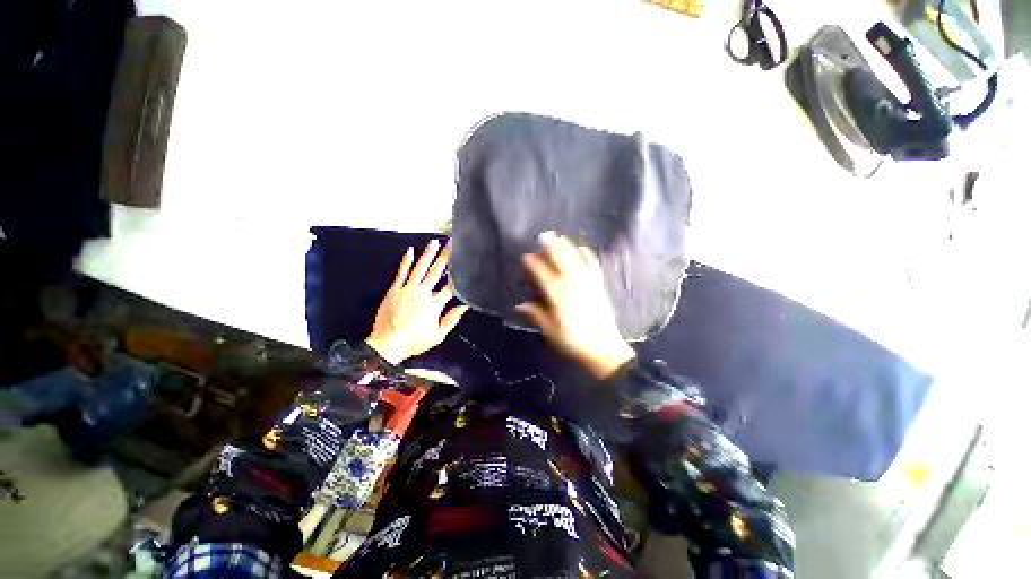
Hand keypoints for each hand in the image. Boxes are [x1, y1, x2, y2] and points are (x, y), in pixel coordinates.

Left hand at [365, 241, 469, 364]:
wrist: (387, 345)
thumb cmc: (413, 341)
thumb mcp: (438, 335)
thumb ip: (452, 319)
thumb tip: (464, 306)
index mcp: (434, 305)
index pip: (450, 287)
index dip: (458, 277)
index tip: (464, 266)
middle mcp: (422, 293)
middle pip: (436, 272)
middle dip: (446, 258)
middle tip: (451, 245)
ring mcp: (407, 290)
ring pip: (420, 268)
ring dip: (428, 254)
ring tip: (434, 243)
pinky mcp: (395, 290)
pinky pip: (402, 272)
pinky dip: (406, 261)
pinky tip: (410, 251)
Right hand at [517, 232, 634, 379]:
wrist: (604, 349)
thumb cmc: (574, 342)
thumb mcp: (552, 332)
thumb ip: (537, 315)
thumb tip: (520, 306)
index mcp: (560, 299)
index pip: (545, 277)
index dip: (535, 266)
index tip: (527, 256)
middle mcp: (574, 288)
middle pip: (563, 262)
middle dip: (553, 247)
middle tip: (544, 235)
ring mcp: (588, 286)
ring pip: (577, 261)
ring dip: (568, 247)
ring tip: (560, 236)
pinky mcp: (599, 287)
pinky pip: (594, 267)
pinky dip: (588, 256)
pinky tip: (584, 248)